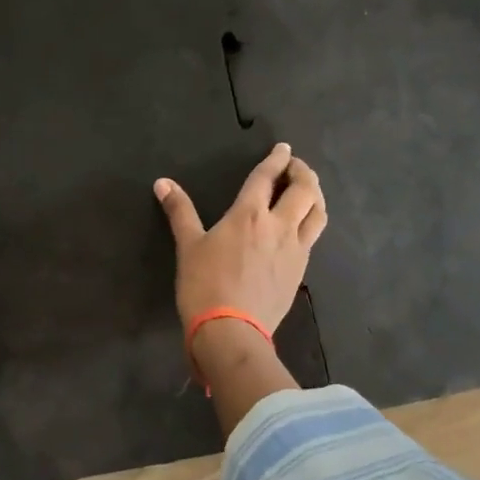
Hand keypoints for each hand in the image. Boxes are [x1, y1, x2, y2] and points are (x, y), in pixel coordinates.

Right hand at [154, 143, 327, 333]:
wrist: (231, 330)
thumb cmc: (204, 285)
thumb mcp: (188, 246)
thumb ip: (179, 211)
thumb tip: (162, 183)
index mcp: (248, 214)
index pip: (267, 177)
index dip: (276, 159)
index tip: (283, 148)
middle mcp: (278, 225)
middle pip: (304, 189)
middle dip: (302, 172)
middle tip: (295, 167)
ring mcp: (295, 248)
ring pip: (317, 213)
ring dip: (315, 195)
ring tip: (307, 191)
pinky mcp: (300, 270)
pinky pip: (313, 237)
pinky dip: (312, 221)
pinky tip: (303, 226)